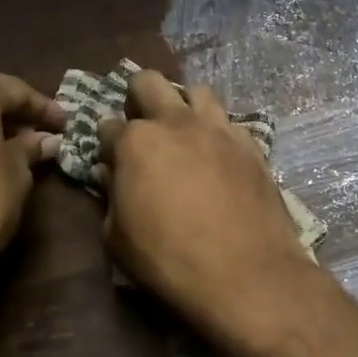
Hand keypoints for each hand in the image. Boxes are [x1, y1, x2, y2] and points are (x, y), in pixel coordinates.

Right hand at [95, 70, 323, 348]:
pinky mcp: (252, 146)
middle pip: (149, 82)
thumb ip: (110, 197)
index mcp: (136, 142)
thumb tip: (109, 173)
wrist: (246, 274)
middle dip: (138, 97)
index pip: (107, 126)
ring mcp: (219, 130)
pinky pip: (231, 123)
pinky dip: (220, 132)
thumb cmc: (169, 261)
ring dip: (184, 105)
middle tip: (142, 127)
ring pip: (198, 92)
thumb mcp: (119, 239)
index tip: (110, 159)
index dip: (105, 143)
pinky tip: (220, 157)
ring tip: (185, 133)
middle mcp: (177, 123)